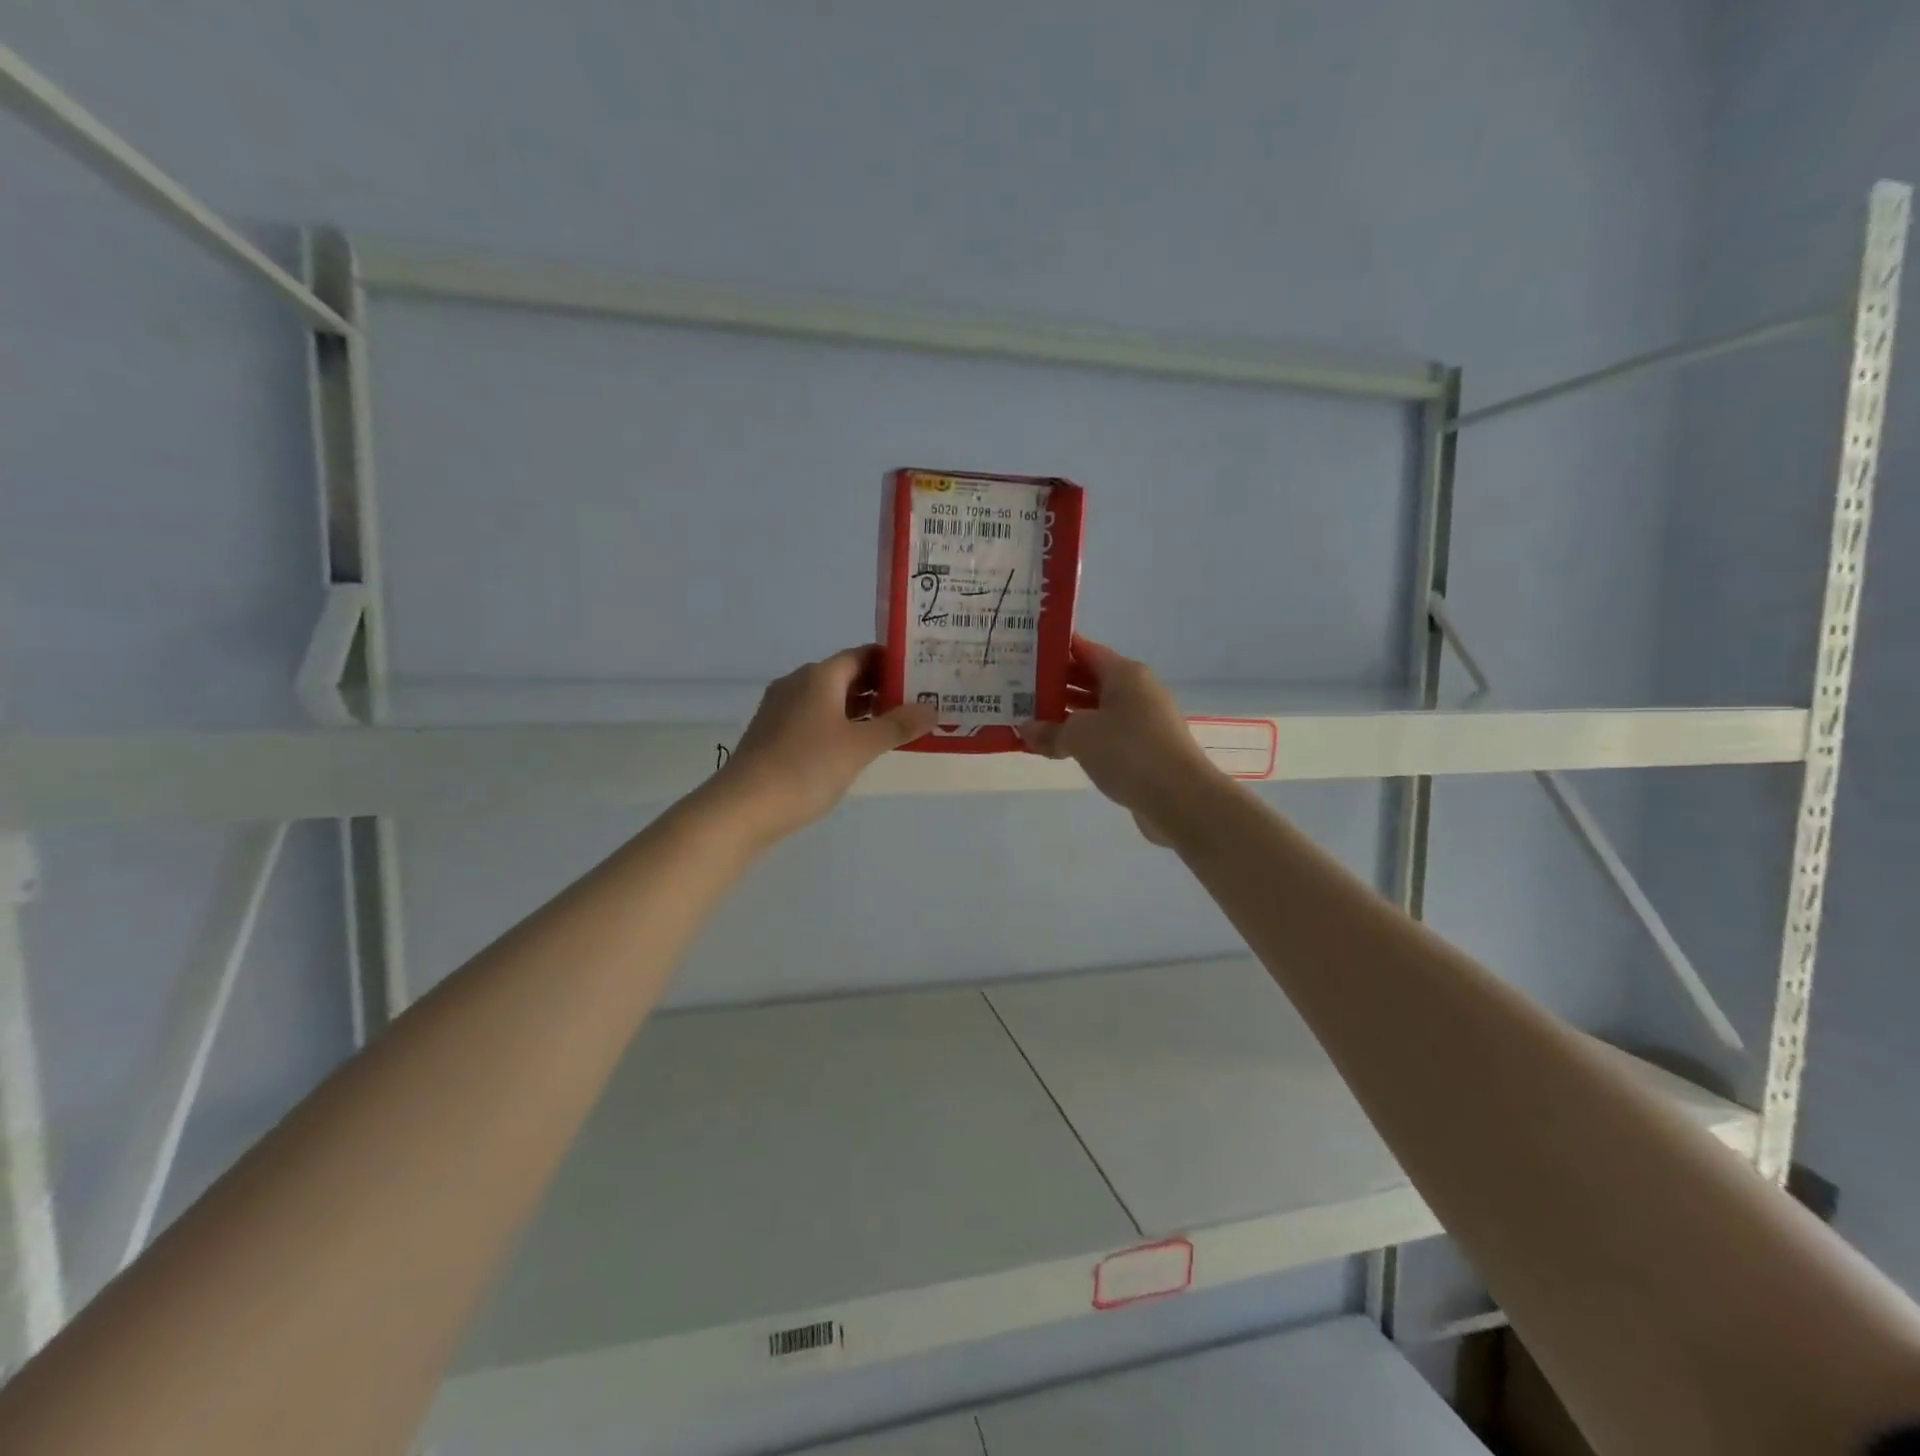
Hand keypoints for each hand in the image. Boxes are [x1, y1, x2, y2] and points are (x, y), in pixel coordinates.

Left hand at [715, 645, 935, 843]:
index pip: (861, 655)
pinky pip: (815, 720)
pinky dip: (840, 726)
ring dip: (861, 710)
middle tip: (916, 703)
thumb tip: (931, 708)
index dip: (891, 662)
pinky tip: (856, 748)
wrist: (744, 807)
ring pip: (830, 700)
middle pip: (846, 676)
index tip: (920, 675)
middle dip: (880, 688)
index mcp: (819, 677)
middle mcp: (798, 684)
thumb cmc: (806, 767)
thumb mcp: (860, 747)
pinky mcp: (773, 735)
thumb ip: (897, 726)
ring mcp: (781, 710)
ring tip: (894, 727)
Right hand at [1018, 637, 1220, 841]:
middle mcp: (1136, 692)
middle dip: (1056, 684)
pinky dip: (1081, 738)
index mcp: (1125, 674)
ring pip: (1096, 710)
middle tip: (1018, 689)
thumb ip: (1049, 731)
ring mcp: (1142, 722)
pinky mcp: (1143, 750)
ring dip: (1066, 715)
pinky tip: (1056, 748)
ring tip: (1030, 719)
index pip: (1085, 650)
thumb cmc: (1128, 751)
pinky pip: (1104, 736)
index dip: (1057, 650)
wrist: (1179, 798)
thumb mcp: (1079, 736)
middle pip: (1090, 680)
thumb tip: (1026, 729)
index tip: (1026, 652)